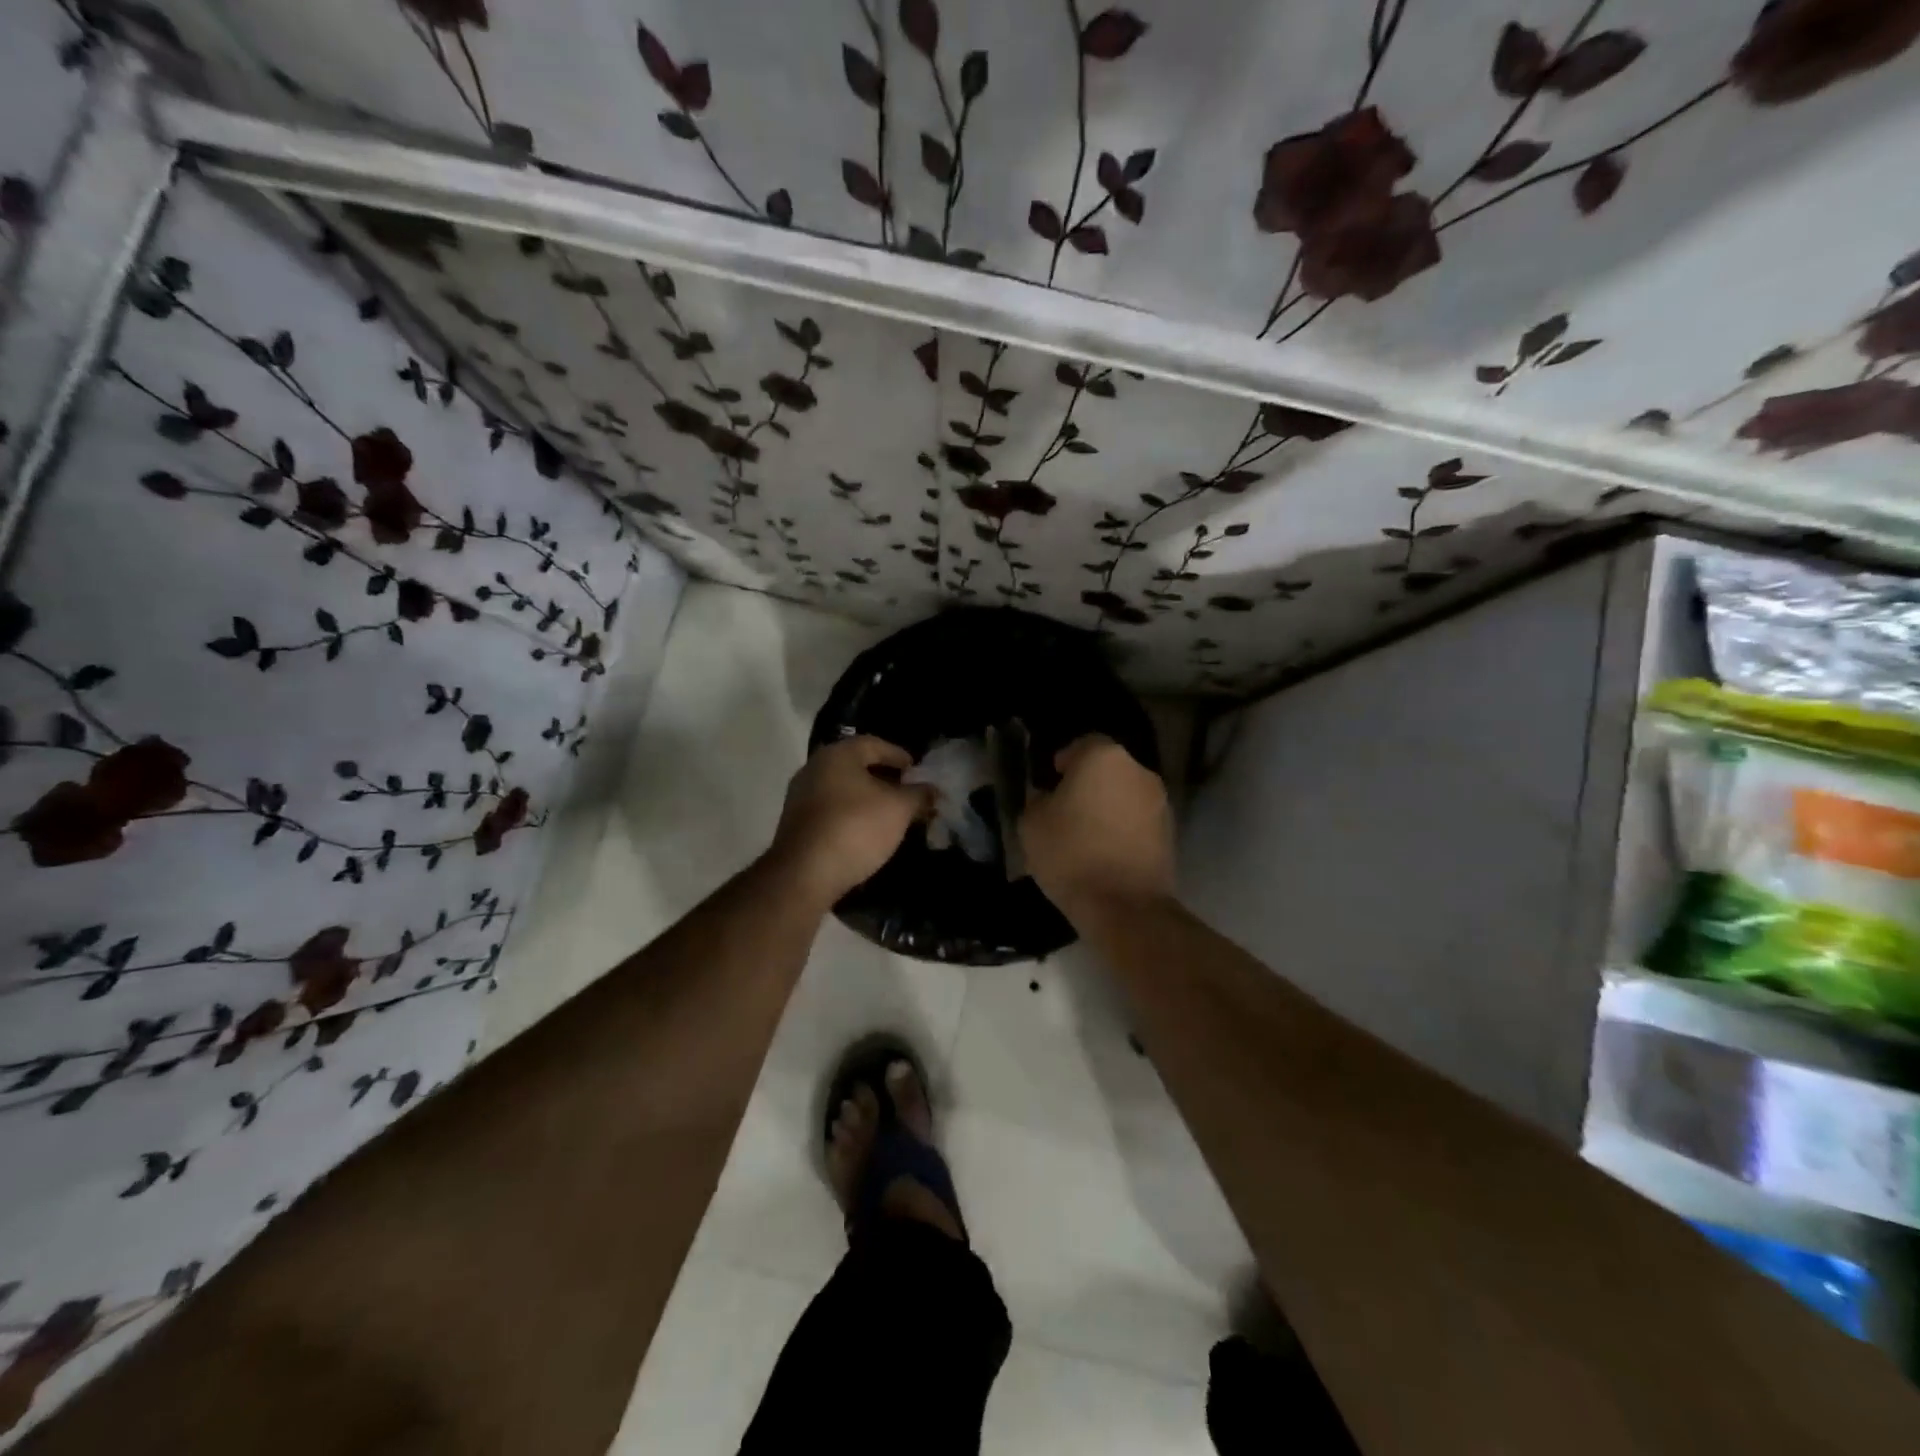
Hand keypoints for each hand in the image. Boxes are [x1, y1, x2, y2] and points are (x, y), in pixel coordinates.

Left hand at [768, 735, 933, 907]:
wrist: (804, 875)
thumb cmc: (856, 828)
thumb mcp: (898, 809)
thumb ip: (919, 794)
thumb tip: (933, 789)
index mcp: (837, 754)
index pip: (875, 744)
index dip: (900, 756)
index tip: (919, 772)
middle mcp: (814, 768)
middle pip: (857, 767)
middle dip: (886, 779)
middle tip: (910, 794)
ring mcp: (801, 797)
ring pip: (844, 790)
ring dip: (869, 799)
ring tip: (893, 815)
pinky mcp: (797, 825)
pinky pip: (832, 811)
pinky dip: (853, 816)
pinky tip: (868, 832)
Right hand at [1020, 734, 1174, 922]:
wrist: (1125, 907)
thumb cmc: (1072, 854)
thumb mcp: (1031, 824)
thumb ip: (1038, 800)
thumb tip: (1048, 797)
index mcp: (1104, 757)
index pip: (1081, 744)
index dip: (1063, 763)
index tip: (1050, 785)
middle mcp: (1139, 771)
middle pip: (1107, 769)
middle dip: (1088, 785)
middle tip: (1065, 811)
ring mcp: (1160, 802)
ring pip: (1125, 795)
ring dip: (1108, 808)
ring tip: (1086, 837)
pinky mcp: (1171, 833)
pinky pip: (1138, 821)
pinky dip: (1123, 830)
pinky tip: (1106, 854)